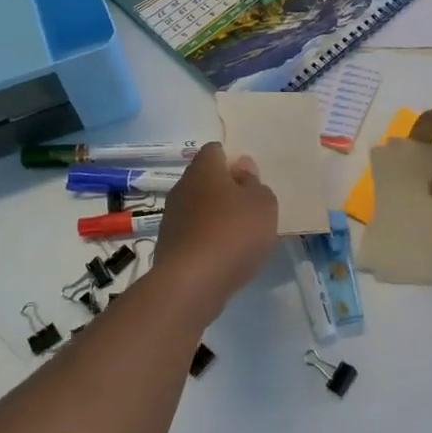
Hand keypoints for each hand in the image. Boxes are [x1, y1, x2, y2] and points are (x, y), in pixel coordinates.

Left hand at [152, 143, 278, 309]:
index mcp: (204, 168)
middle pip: (205, 179)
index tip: (250, 179)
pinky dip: (207, 240)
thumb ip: (255, 183)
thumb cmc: (234, 232)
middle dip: (226, 190)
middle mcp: (182, 187)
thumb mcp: (262, 203)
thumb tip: (241, 169)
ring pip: (198, 208)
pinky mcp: (168, 245)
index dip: (232, 160)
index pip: (215, 150)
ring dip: (216, 217)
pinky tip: (223, 257)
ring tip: (240, 236)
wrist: (192, 282)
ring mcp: (171, 217)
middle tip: (250, 208)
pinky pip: (193, 233)